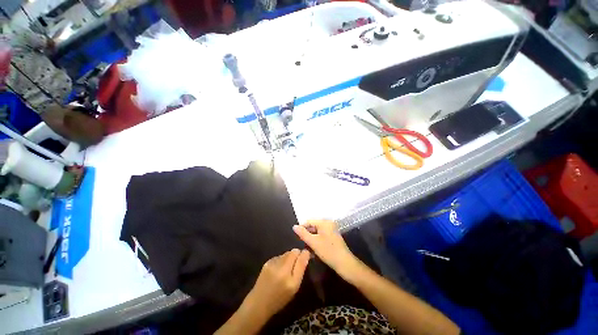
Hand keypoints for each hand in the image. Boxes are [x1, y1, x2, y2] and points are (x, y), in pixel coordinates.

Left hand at [245, 249, 309, 317]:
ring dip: (289, 258)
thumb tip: (306, 253)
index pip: (299, 255)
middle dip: (296, 256)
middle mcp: (281, 267)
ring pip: (286, 253)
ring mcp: (273, 263)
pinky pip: (279, 256)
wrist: (259, 303)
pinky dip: (281, 260)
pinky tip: (278, 269)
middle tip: (295, 265)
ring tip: (286, 269)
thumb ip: (300, 269)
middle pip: (293, 252)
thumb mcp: (294, 288)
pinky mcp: (267, 262)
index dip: (304, 254)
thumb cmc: (280, 298)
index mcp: (290, 277)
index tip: (306, 256)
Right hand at [293, 220, 360, 279]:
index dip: (302, 228)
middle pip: (313, 226)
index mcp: (324, 222)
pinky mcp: (333, 237)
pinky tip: (313, 250)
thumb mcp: (313, 242)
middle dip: (307, 234)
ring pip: (317, 232)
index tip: (296, 237)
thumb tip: (294, 226)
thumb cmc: (328, 251)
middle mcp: (328, 224)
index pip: (309, 221)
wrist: (345, 263)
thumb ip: (303, 233)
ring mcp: (331, 230)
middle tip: (302, 244)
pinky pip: (322, 236)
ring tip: (307, 248)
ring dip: (311, 239)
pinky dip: (317, 241)